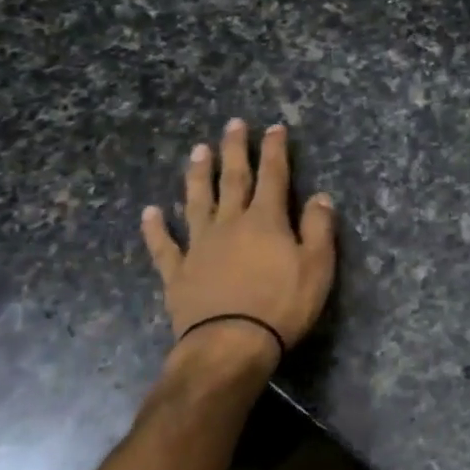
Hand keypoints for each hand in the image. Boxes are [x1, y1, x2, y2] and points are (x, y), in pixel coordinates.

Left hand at [141, 119, 336, 370]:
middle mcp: (230, 224)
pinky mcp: (178, 273)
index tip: (273, 127)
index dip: (274, 150)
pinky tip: (149, 212)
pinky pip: (164, 246)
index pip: (273, 176)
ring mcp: (200, 246)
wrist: (230, 345)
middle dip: (235, 150)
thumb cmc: (281, 305)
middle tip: (232, 124)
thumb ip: (319, 228)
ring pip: (197, 202)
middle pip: (233, 179)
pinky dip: (155, 229)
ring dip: (198, 176)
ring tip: (197, 151)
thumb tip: (320, 196)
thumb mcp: (317, 267)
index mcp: (266, 221)